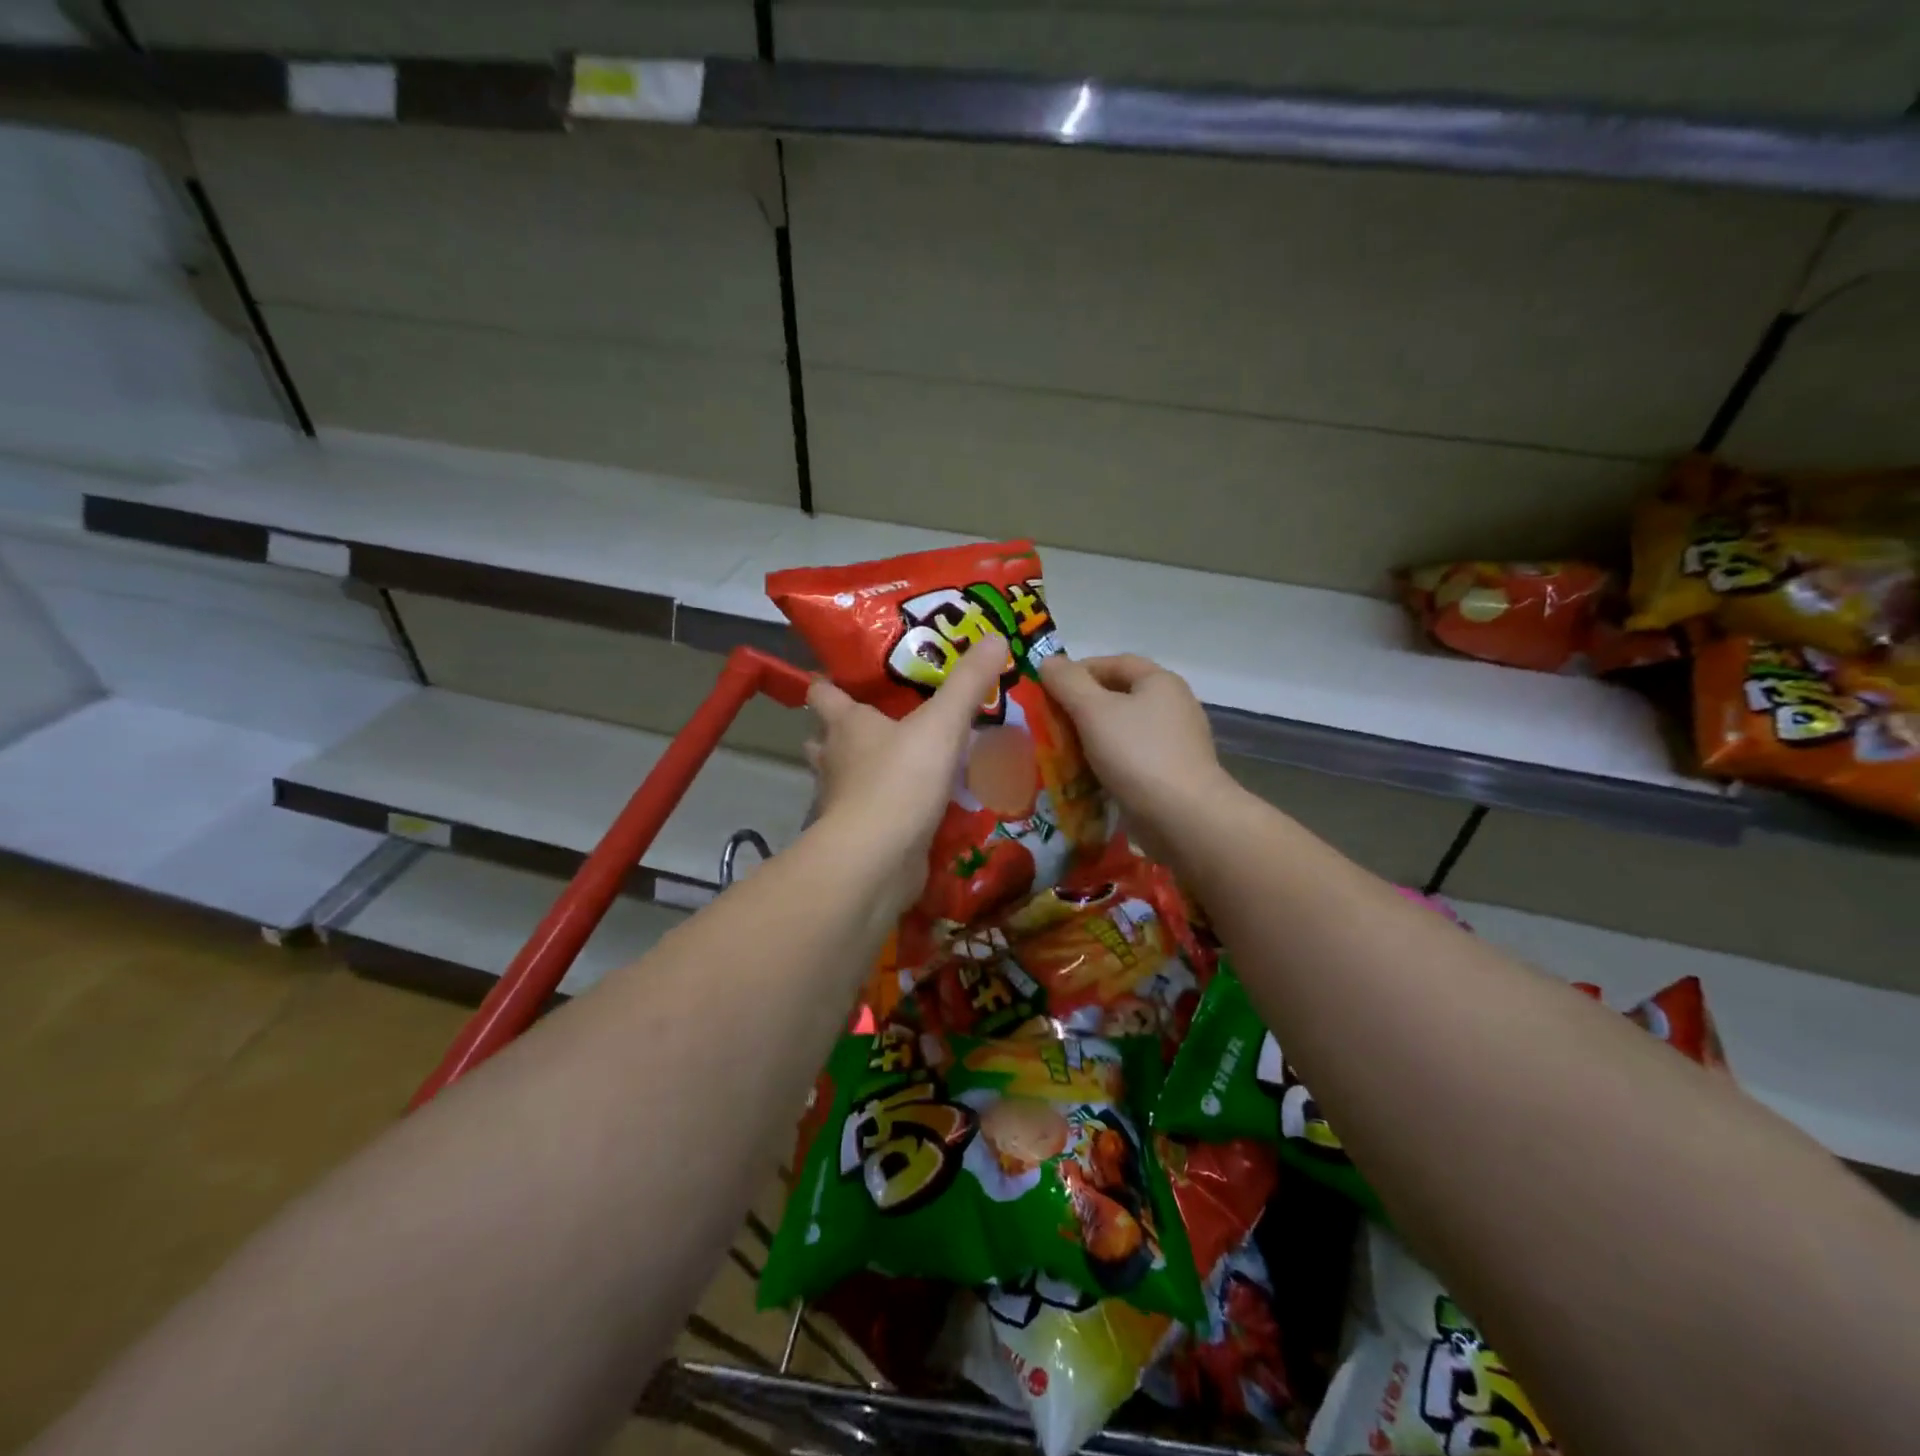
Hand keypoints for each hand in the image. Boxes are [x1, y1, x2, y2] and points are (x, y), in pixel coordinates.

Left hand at [805, 635, 1008, 917]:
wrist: (878, 859)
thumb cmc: (900, 779)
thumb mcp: (942, 723)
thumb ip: (968, 683)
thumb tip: (996, 635)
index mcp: (845, 725)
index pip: (822, 692)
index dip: (828, 680)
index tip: (842, 672)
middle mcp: (835, 760)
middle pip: (825, 737)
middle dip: (843, 729)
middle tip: (881, 718)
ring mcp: (842, 801)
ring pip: (844, 777)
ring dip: (862, 769)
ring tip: (899, 761)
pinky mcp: (858, 836)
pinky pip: (870, 813)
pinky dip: (884, 807)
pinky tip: (913, 806)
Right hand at [1038, 653, 1233, 860]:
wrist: (1183, 817)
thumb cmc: (1137, 754)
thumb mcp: (1093, 711)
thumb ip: (1068, 682)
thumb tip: (1048, 661)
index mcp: (1160, 682)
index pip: (1115, 662)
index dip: (1079, 670)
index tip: (1049, 688)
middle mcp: (1173, 705)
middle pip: (1120, 696)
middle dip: (1083, 706)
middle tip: (1051, 722)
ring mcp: (1176, 742)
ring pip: (1124, 730)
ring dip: (1093, 737)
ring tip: (1062, 751)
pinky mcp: (1173, 773)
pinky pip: (1133, 758)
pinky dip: (1109, 762)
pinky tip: (1088, 776)